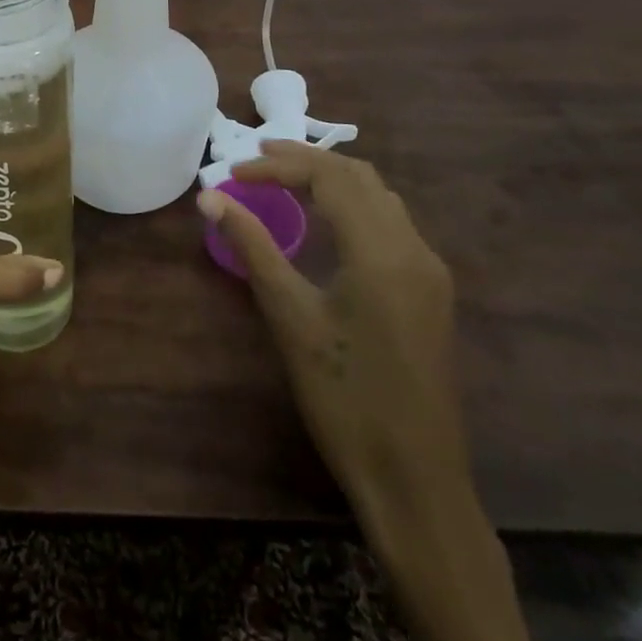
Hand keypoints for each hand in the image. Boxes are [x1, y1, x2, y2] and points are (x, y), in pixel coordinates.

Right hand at [199, 141, 465, 512]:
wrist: (416, 481)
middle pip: (359, 176)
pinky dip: (353, 205)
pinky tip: (326, 222)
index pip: (329, 177)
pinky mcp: (431, 292)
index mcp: (381, 250)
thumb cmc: (344, 398)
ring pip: (380, 196)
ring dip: (332, 179)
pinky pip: (392, 223)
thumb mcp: (291, 318)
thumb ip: (253, 247)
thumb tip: (210, 198)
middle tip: (257, 159)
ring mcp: (429, 270)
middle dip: (305, 160)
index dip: (278, 165)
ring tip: (285, 180)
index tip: (234, 172)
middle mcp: (414, 248)